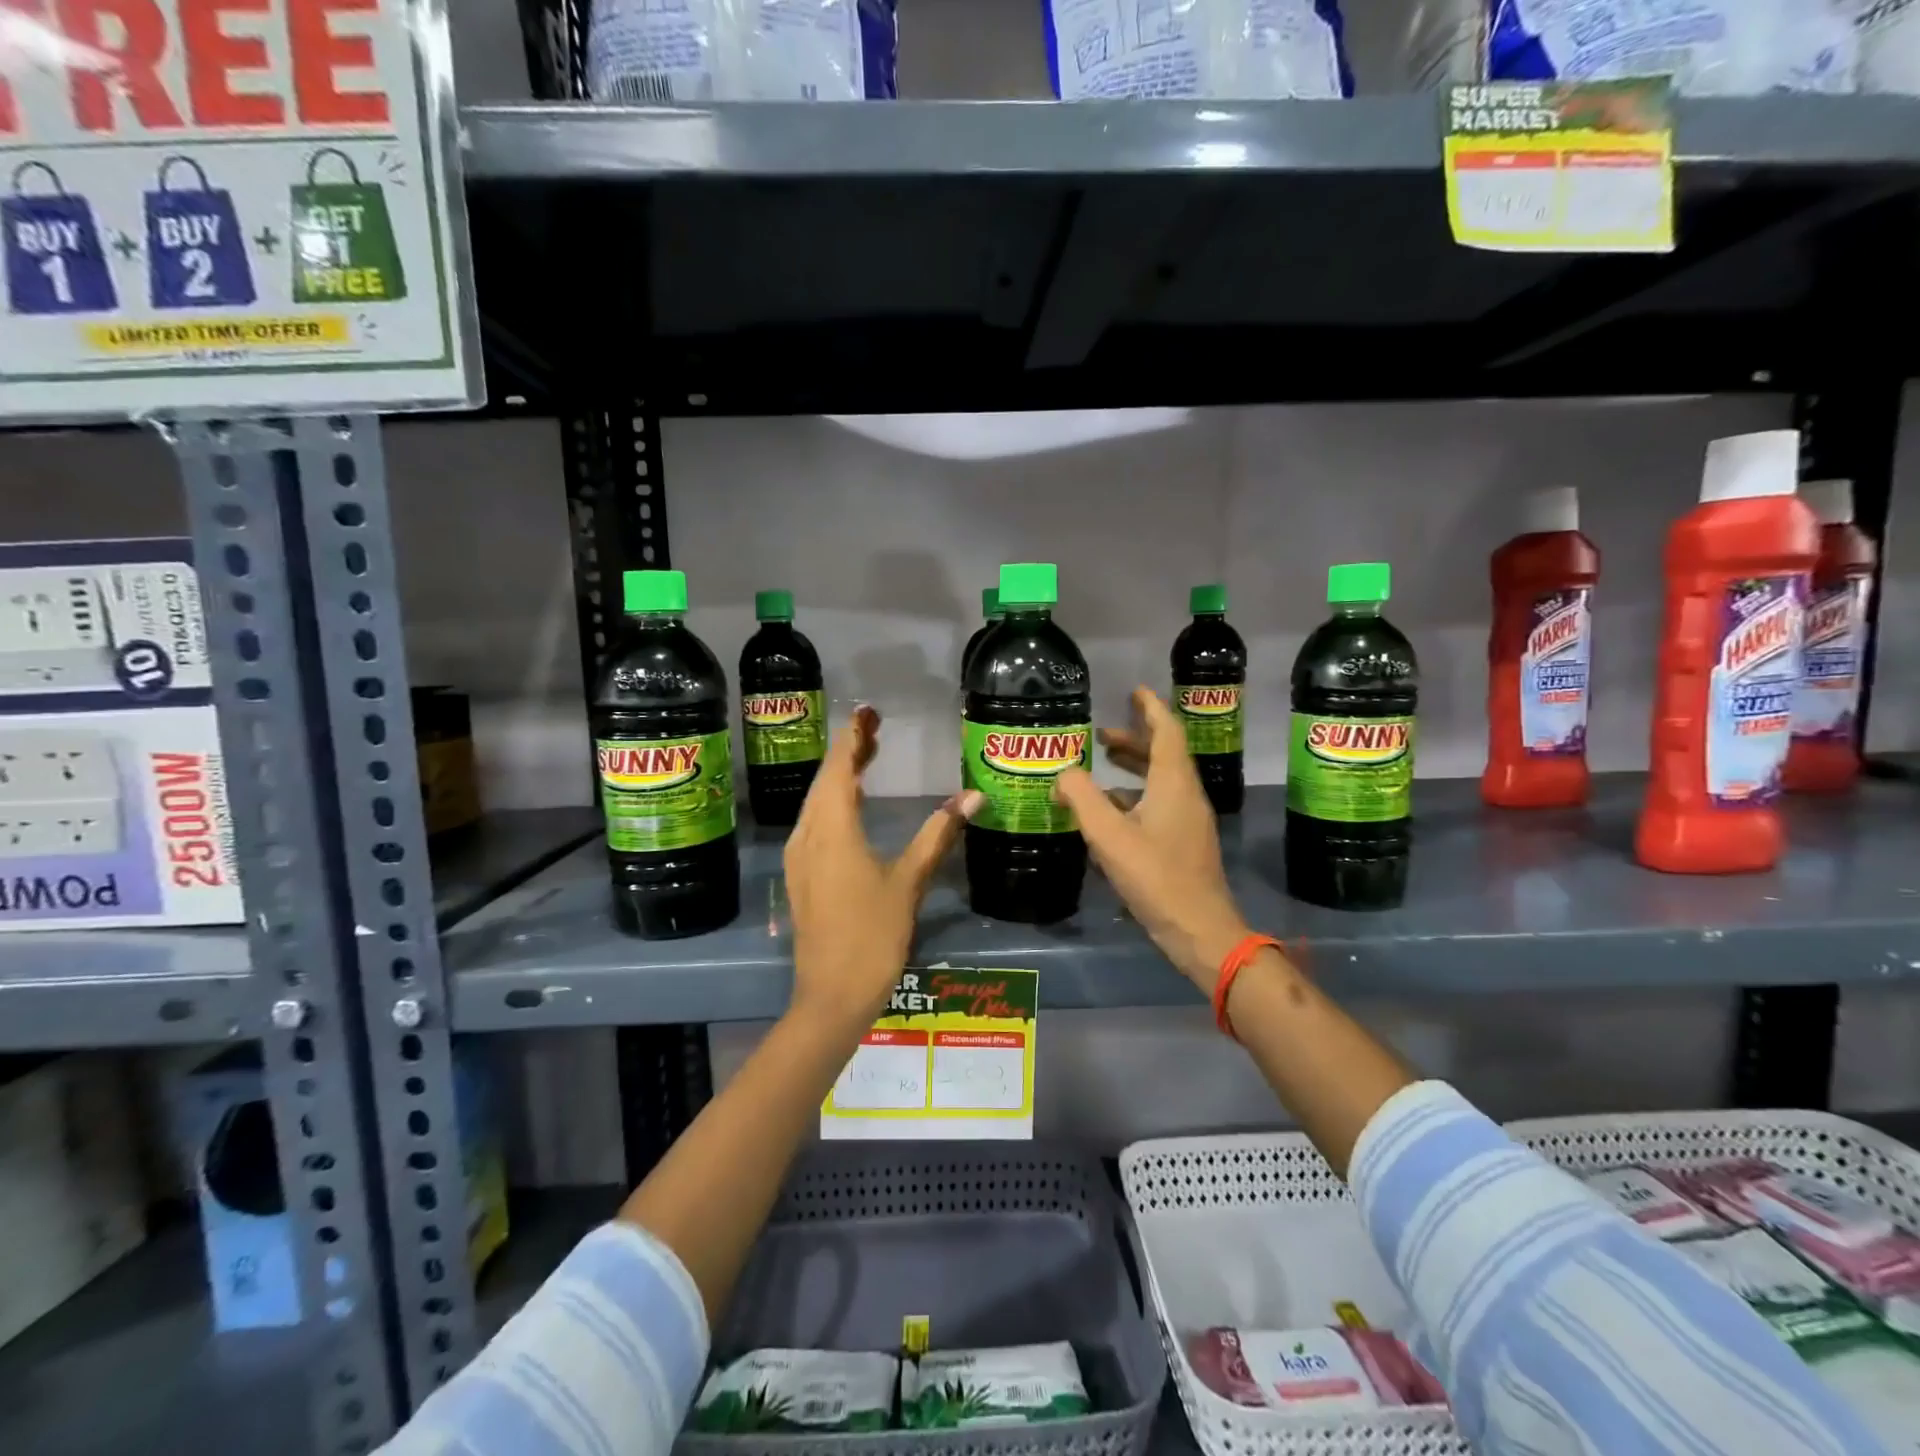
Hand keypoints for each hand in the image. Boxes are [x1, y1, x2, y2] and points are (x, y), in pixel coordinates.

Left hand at [784, 705, 982, 1035]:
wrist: (831, 995)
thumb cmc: (873, 935)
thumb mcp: (909, 881)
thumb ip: (938, 834)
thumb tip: (972, 797)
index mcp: (833, 829)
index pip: (839, 768)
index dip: (853, 738)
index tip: (866, 712)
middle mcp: (808, 834)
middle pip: (825, 780)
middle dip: (848, 751)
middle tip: (874, 729)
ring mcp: (800, 856)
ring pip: (817, 802)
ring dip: (839, 777)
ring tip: (867, 758)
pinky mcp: (801, 875)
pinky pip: (814, 823)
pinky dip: (833, 803)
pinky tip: (851, 806)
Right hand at [1054, 687, 1251, 994]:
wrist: (1200, 931)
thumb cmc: (1156, 877)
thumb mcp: (1109, 836)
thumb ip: (1082, 798)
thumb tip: (1064, 774)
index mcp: (1174, 784)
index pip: (1167, 732)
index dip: (1151, 708)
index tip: (1134, 691)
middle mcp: (1185, 796)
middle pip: (1162, 755)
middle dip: (1134, 740)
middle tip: (1102, 734)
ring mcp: (1188, 822)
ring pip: (1159, 782)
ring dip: (1133, 768)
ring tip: (1101, 767)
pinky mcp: (1183, 845)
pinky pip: (1158, 805)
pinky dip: (1133, 798)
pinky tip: (1108, 813)